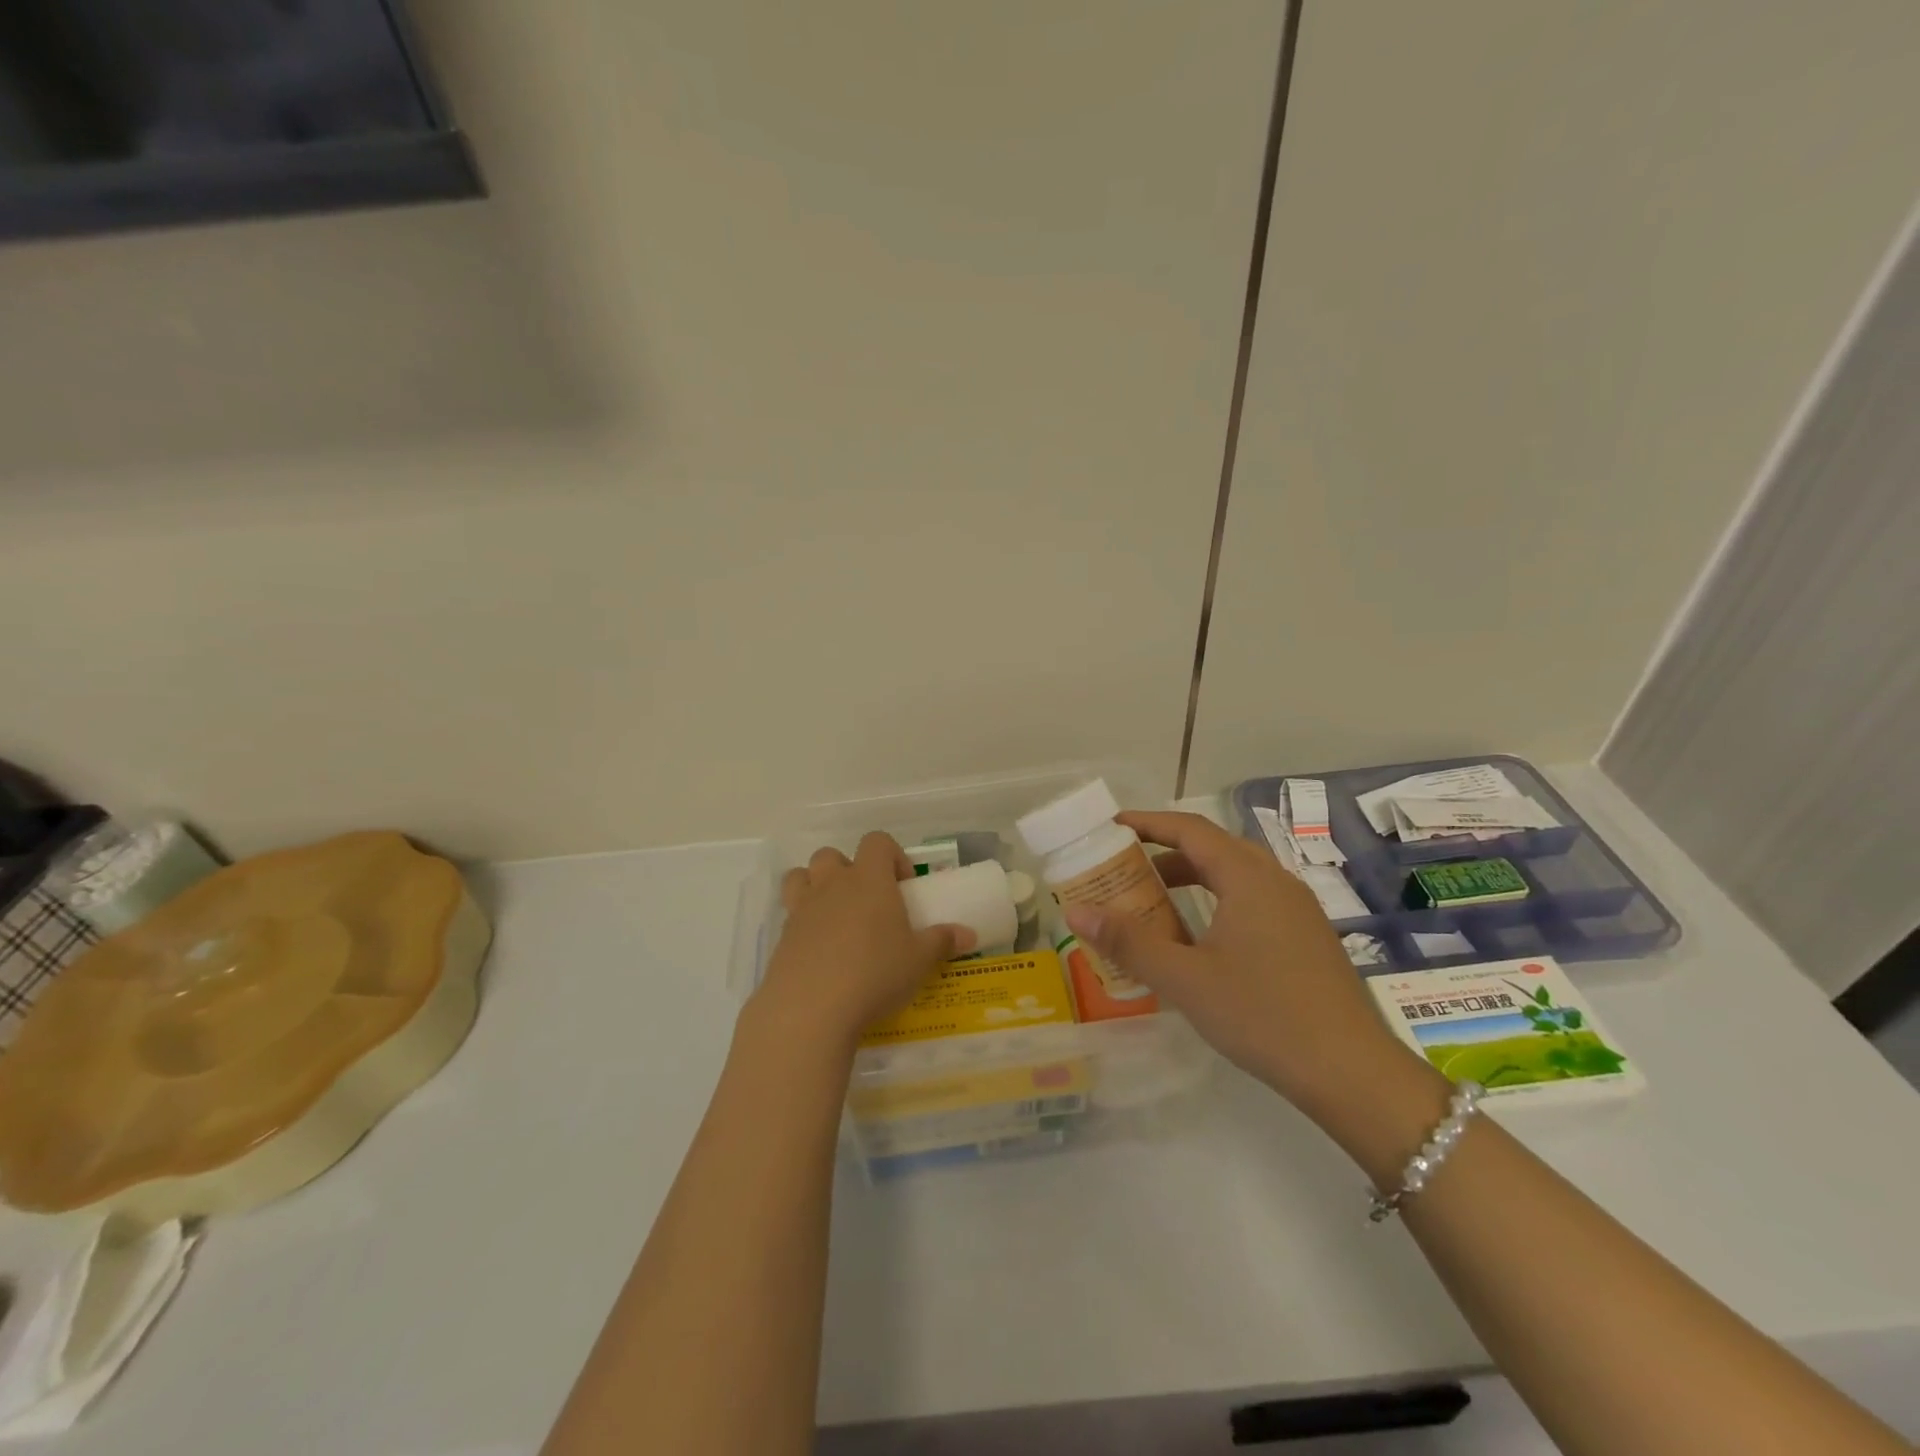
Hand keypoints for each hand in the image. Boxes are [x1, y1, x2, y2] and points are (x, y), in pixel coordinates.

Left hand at [751, 832, 975, 1047]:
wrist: (810, 1008)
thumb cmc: (874, 973)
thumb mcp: (919, 961)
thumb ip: (942, 942)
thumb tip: (968, 934)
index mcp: (869, 879)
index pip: (877, 841)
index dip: (892, 855)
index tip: (903, 885)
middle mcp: (832, 885)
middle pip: (831, 855)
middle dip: (848, 869)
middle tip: (866, 901)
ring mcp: (802, 909)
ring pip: (800, 877)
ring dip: (815, 886)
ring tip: (834, 916)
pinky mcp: (781, 938)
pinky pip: (790, 916)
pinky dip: (803, 925)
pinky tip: (820, 954)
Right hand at [1063, 810, 1410, 1121]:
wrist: (1353, 1073)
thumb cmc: (1263, 1016)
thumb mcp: (1186, 979)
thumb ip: (1129, 941)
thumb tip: (1076, 911)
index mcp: (1248, 877)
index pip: (1189, 829)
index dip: (1147, 822)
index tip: (1110, 827)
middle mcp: (1276, 880)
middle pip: (1213, 847)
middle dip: (1165, 851)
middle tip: (1125, 866)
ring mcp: (1297, 908)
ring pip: (1235, 875)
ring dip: (1192, 877)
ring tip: (1153, 900)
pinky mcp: (1307, 936)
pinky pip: (1252, 899)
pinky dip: (1216, 900)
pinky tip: (1200, 936)